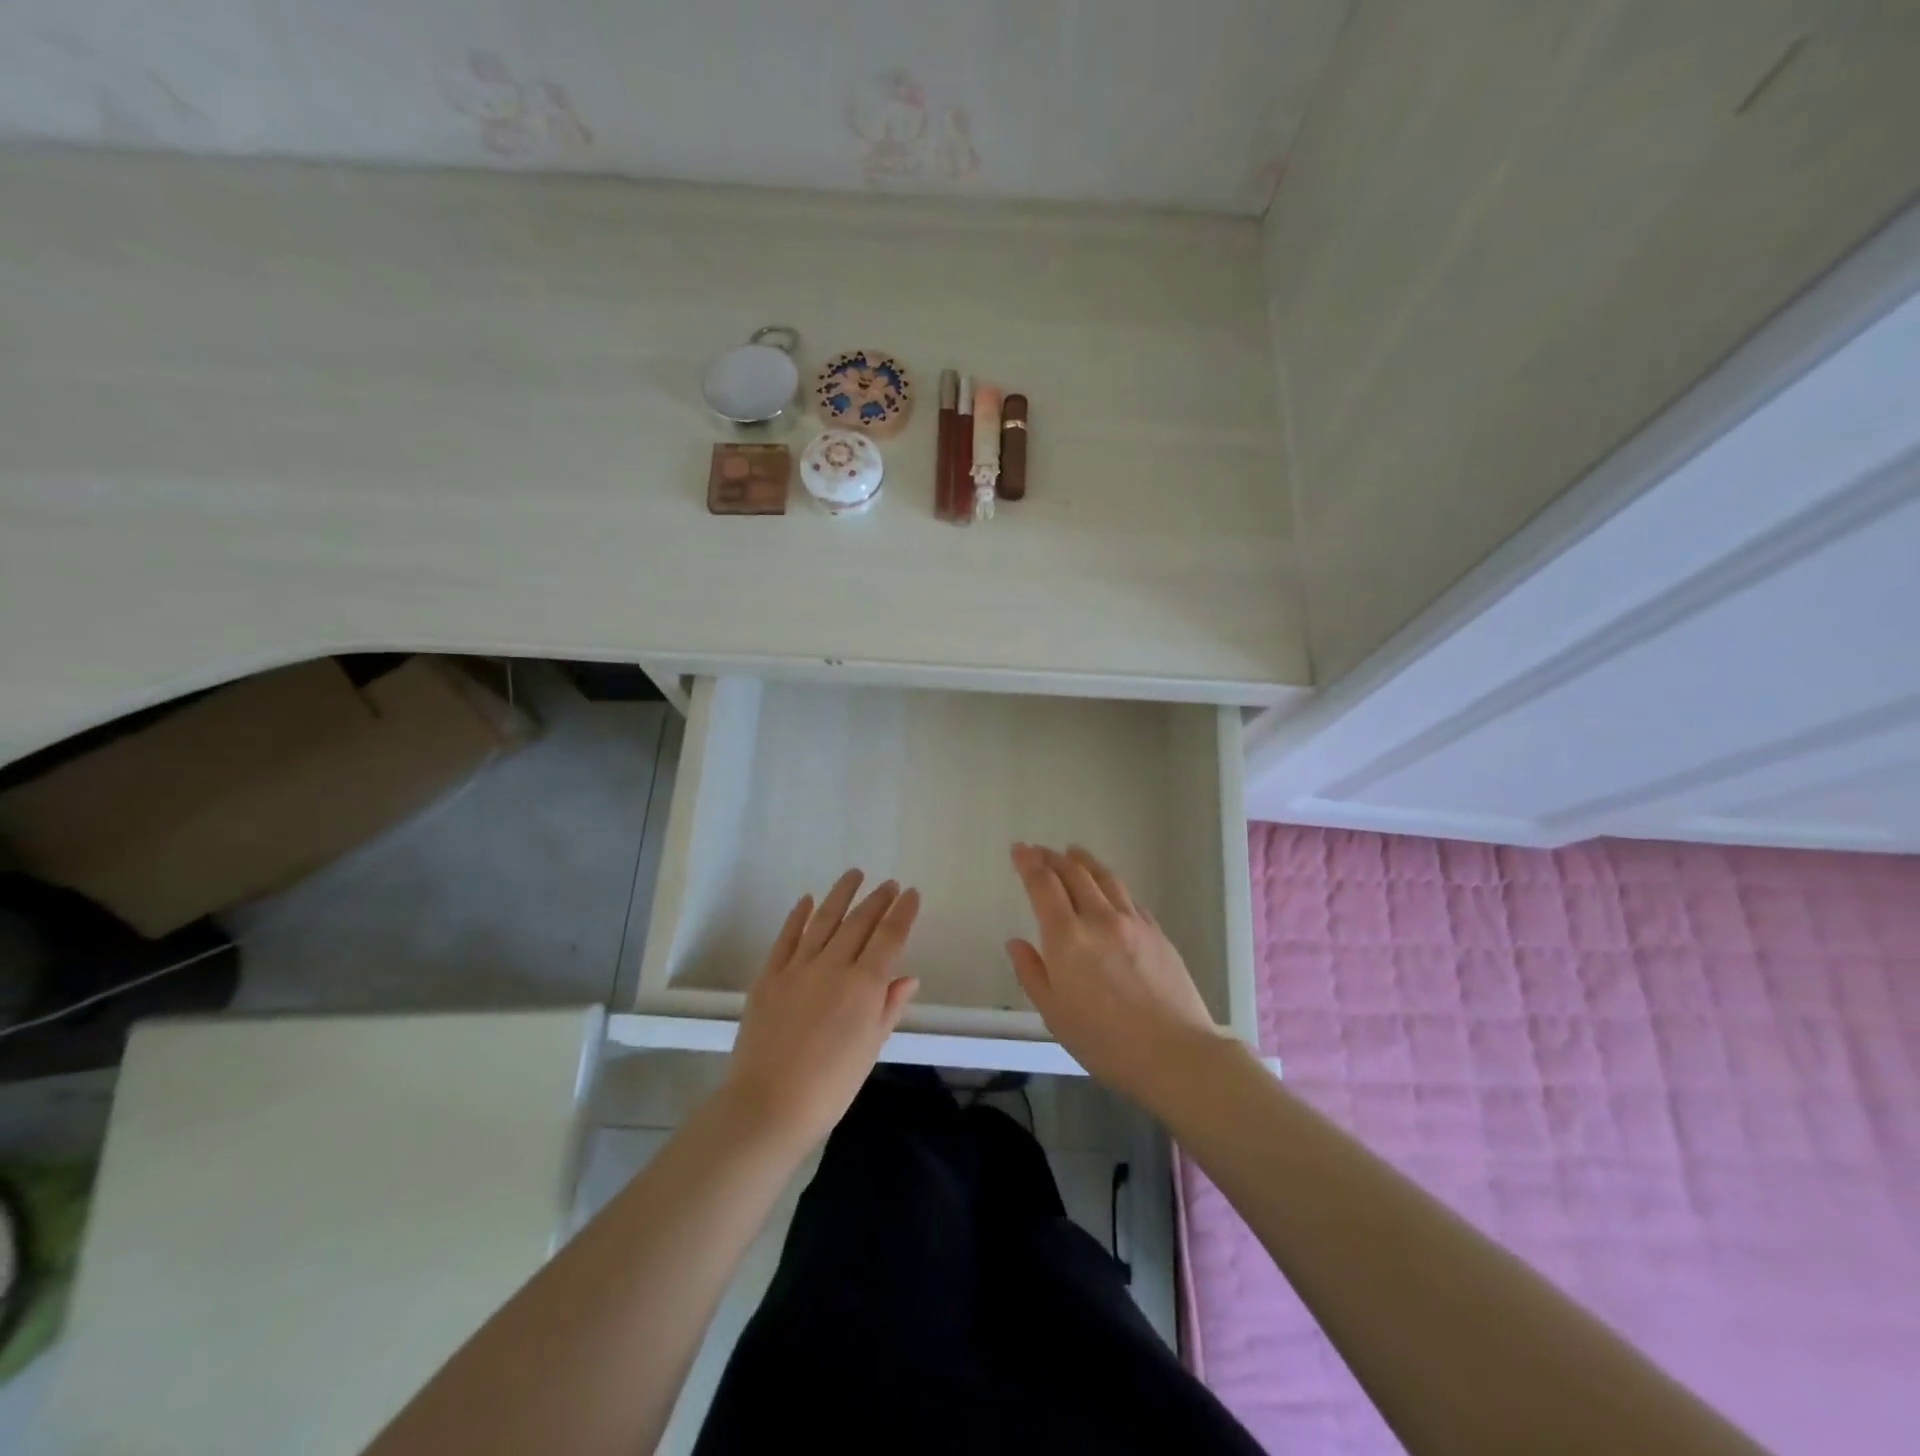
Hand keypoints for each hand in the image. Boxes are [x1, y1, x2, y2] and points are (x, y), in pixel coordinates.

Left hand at [724, 869, 920, 1147]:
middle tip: (888, 884)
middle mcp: (833, 966)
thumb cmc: (830, 1087)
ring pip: (823, 920)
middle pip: (859, 922)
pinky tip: (807, 901)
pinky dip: (798, 916)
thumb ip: (888, 1007)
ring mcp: (797, 968)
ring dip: (841, 894)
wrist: (768, 1106)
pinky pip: (786, 938)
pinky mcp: (768, 976)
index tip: (910, 893)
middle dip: (877, 900)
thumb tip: (907, 977)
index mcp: (863, 986)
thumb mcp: (870, 1049)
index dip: (902, 912)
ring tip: (854, 874)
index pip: (889, 937)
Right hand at [1006, 843, 1230, 1105]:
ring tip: (1073, 852)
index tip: (1019, 849)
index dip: (1028, 863)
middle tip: (1040, 851)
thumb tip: (1016, 943)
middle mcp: (1099, 919)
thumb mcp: (1054, 1015)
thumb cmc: (1104, 1042)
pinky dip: (1111, 884)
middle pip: (1074, 873)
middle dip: (1052, 857)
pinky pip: (1128, 897)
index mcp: (1067, 937)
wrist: (1174, 1053)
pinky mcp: (1157, 932)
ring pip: (1104, 878)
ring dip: (1084, 861)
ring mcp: (1132, 922)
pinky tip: (1109, 888)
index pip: (1043, 885)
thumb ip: (1032, 973)